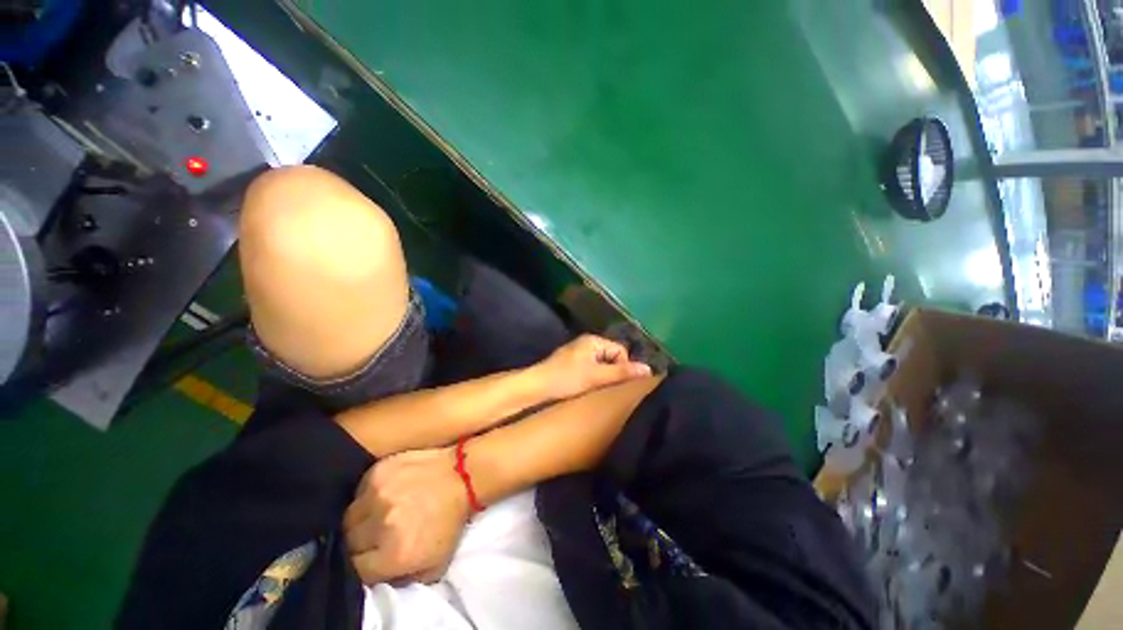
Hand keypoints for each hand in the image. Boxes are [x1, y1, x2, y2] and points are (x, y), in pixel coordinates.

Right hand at [344, 448, 468, 584]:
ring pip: (348, 517)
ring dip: (358, 520)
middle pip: (347, 542)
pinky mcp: (378, 471)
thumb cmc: (450, 520)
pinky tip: (381, 496)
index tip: (369, 558)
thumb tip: (375, 577)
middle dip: (357, 543)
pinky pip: (358, 491)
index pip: (355, 570)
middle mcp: (380, 525)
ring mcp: (377, 494)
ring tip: (375, 516)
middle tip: (372, 536)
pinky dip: (365, 497)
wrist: (463, 475)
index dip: (361, 566)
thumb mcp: (434, 565)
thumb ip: (401, 580)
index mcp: (393, 554)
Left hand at [532, 334, 651, 400]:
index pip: (620, 351)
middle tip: (610, 388)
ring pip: (601, 364)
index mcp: (593, 340)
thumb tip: (649, 369)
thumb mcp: (597, 376)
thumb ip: (622, 372)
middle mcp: (586, 343)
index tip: (620, 384)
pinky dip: (594, 377)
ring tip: (600, 390)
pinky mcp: (571, 364)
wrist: (536, 386)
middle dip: (614, 372)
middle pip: (611, 357)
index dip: (624, 367)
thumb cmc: (567, 378)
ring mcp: (578, 353)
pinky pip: (591, 368)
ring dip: (604, 376)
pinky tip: (590, 389)